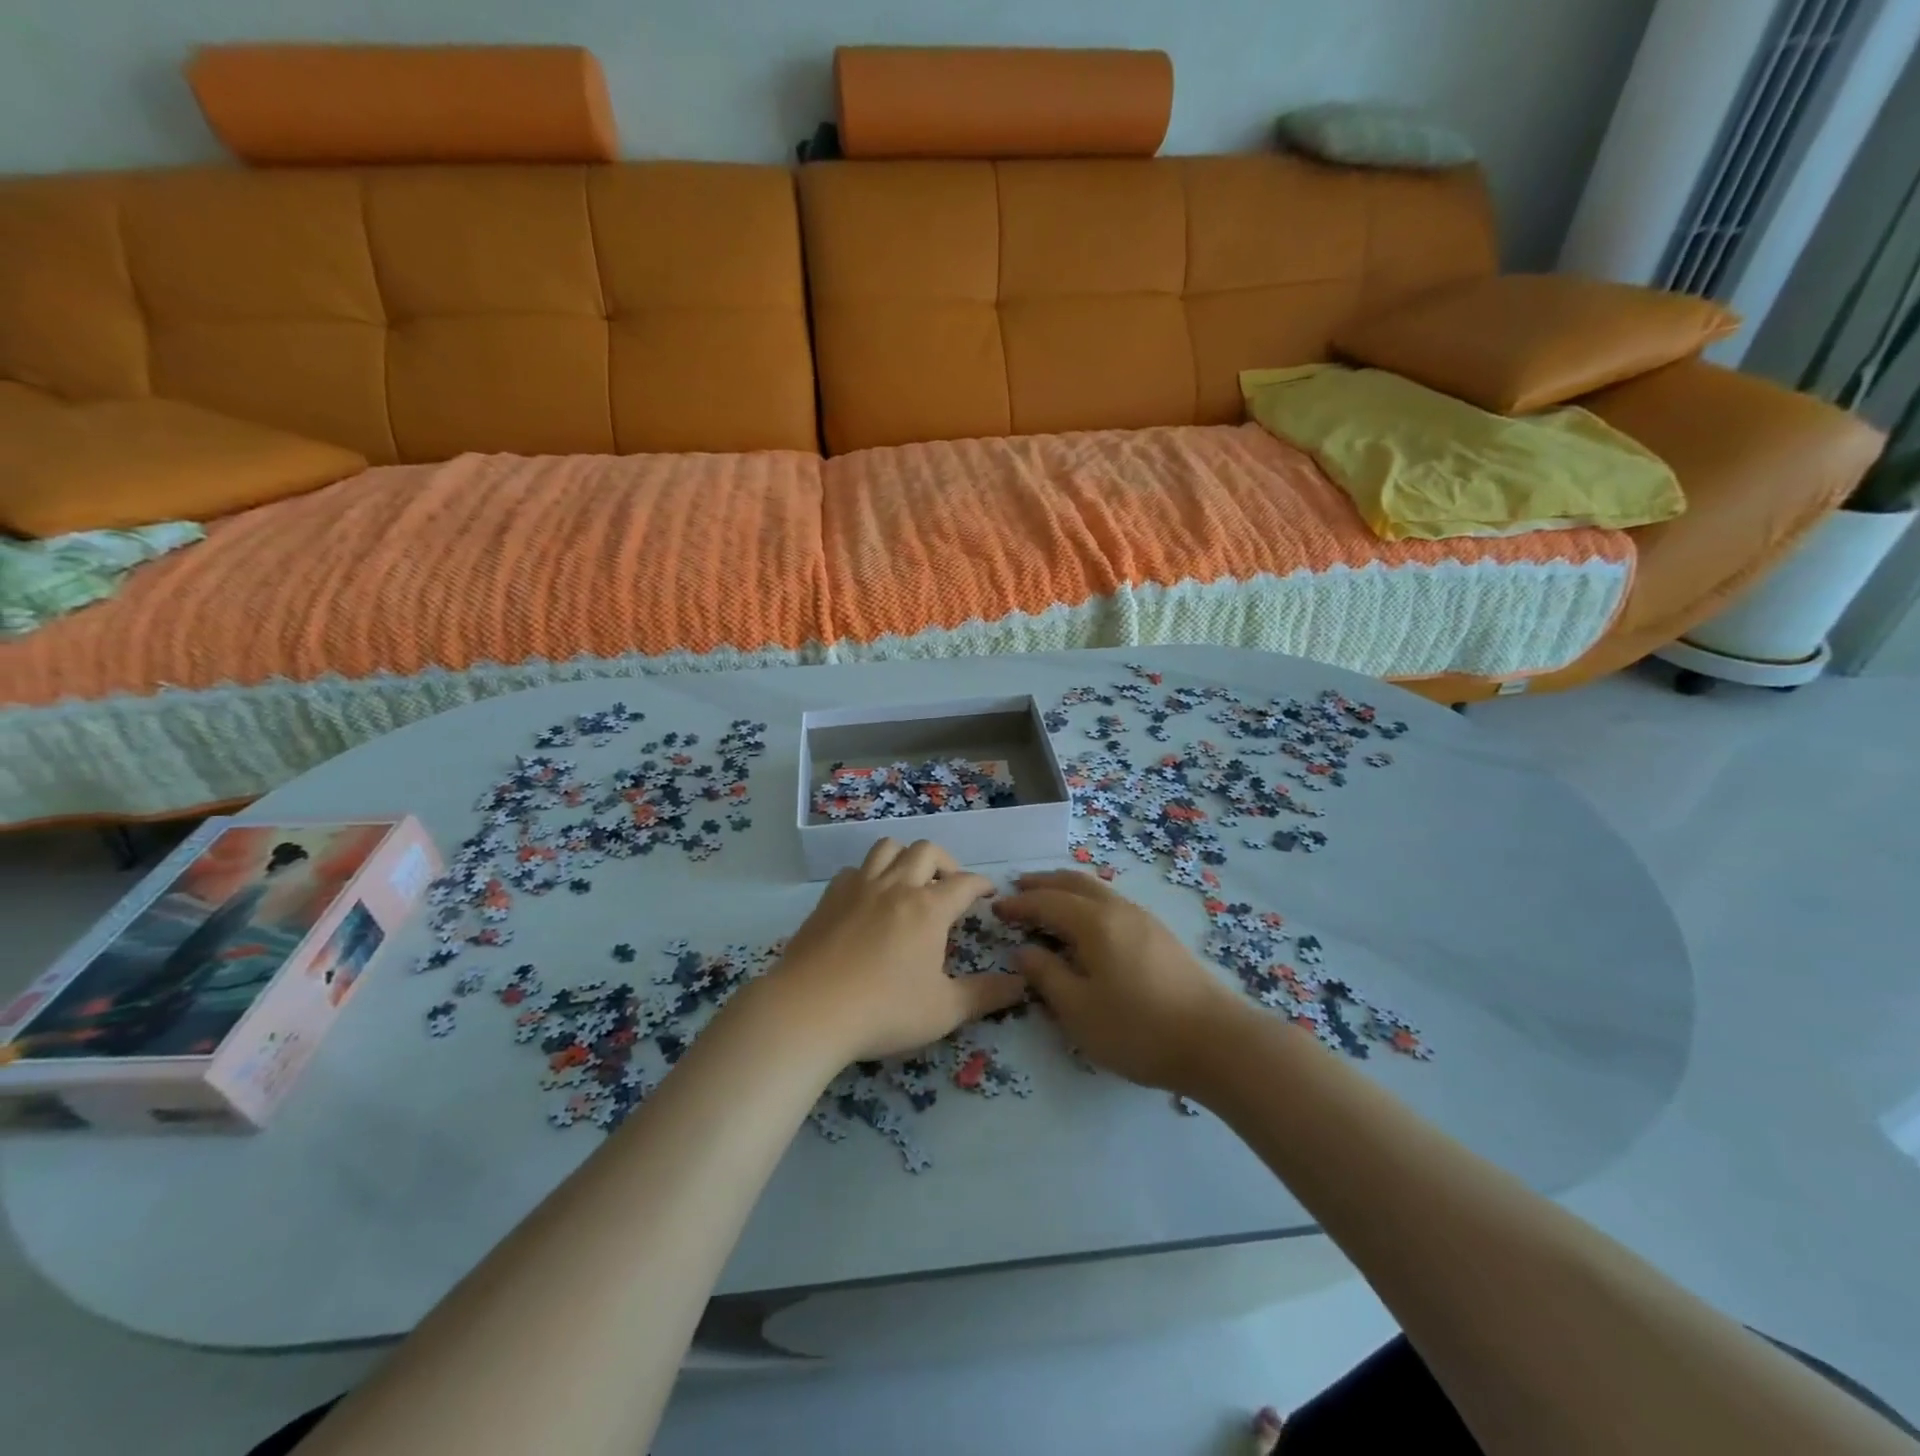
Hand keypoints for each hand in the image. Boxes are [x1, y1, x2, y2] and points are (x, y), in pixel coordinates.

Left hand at [765, 838, 1027, 1062]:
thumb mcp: (944, 1011)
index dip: (981, 884)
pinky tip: (868, 900)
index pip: (964, 882)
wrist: (809, 1010)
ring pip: (887, 848)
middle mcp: (896, 887)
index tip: (988, 893)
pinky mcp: (829, 898)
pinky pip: (854, 869)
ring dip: (905, 857)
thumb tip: (1022, 984)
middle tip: (950, 887)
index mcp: (928, 909)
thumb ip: (986, 995)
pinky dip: (869, 875)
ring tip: (910, 882)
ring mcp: (859, 888)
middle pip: (927, 851)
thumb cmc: (884, 1011)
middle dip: (946, 863)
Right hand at [994, 870, 1245, 1091]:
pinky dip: (1088, 902)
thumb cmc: (1138, 1029)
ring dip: (1067, 889)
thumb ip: (1046, 976)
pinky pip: (1113, 903)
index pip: (1047, 902)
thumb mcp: (1078, 1010)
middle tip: (1018, 888)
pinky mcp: (1160, 936)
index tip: (996, 909)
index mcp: (1094, 923)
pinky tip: (1087, 923)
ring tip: (1048, 900)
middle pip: (1074, 882)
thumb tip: (1023, 951)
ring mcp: (1144, 920)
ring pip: (1097, 890)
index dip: (1019, 904)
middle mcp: (1119, 910)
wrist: (1216, 1042)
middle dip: (1043, 883)